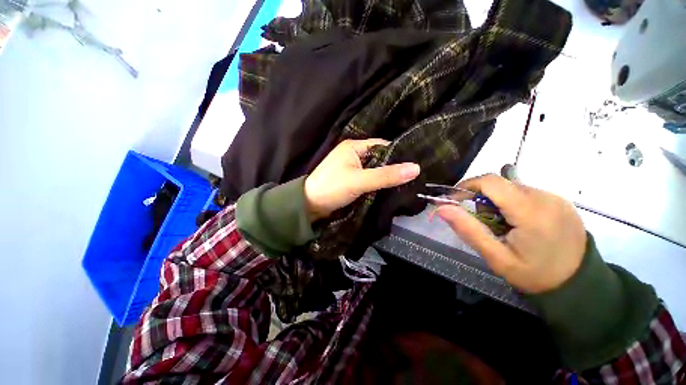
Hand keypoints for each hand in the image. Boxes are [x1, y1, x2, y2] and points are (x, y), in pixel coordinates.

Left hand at [304, 139, 420, 221]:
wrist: (310, 206)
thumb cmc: (332, 188)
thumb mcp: (359, 181)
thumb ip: (386, 175)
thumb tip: (416, 168)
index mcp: (354, 146)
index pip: (382, 146)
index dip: (398, 154)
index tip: (414, 165)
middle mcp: (354, 154)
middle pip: (380, 158)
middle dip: (393, 168)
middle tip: (414, 177)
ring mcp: (353, 168)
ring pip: (376, 170)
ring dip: (386, 177)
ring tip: (407, 183)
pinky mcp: (352, 180)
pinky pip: (370, 179)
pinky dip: (378, 184)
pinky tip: (391, 189)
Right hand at [437, 174, 586, 293]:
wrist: (578, 286)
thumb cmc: (534, 275)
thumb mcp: (496, 257)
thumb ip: (468, 229)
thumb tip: (442, 208)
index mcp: (531, 211)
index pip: (490, 182)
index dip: (466, 186)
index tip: (453, 200)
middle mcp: (546, 197)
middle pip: (500, 185)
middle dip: (483, 200)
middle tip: (484, 224)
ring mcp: (556, 198)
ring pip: (512, 188)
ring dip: (498, 203)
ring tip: (504, 227)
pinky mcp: (560, 201)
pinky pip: (526, 193)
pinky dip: (513, 204)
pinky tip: (520, 224)